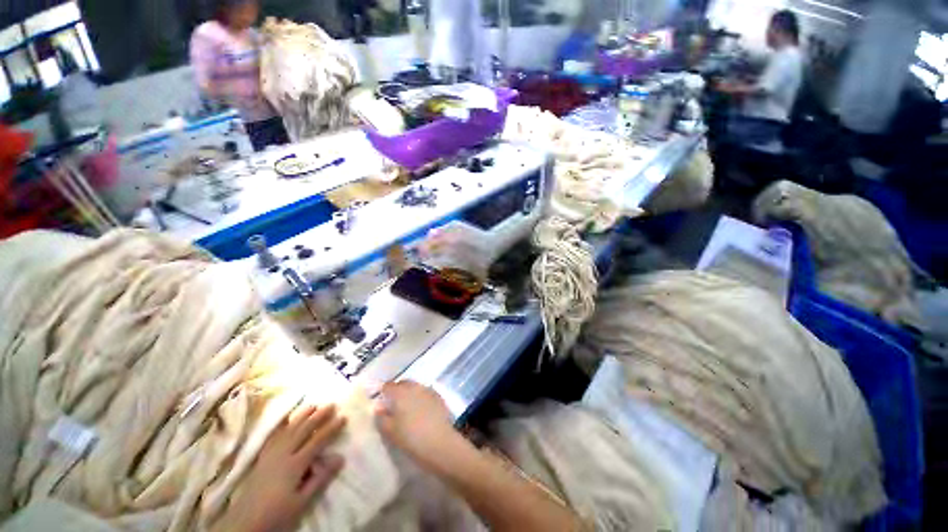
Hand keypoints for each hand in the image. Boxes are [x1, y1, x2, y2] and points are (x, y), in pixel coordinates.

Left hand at [221, 404, 346, 531]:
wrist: (245, 524)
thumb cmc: (277, 514)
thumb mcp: (302, 501)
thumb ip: (320, 478)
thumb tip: (340, 457)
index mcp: (294, 465)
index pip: (317, 441)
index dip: (331, 429)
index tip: (343, 417)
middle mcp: (282, 454)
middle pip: (303, 431)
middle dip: (318, 416)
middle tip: (331, 405)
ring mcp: (270, 455)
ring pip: (288, 430)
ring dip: (302, 416)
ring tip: (313, 405)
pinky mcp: (261, 458)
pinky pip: (273, 436)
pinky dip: (281, 426)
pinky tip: (286, 420)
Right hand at [374, 381, 466, 472]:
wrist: (440, 442)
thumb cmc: (411, 438)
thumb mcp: (390, 432)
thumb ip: (382, 418)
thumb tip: (379, 407)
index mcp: (400, 392)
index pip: (388, 386)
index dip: (384, 393)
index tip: (382, 403)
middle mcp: (414, 386)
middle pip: (403, 384)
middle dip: (398, 391)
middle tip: (395, 407)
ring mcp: (428, 390)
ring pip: (415, 387)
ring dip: (410, 394)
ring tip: (409, 409)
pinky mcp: (439, 396)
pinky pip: (426, 392)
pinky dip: (421, 398)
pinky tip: (422, 411)